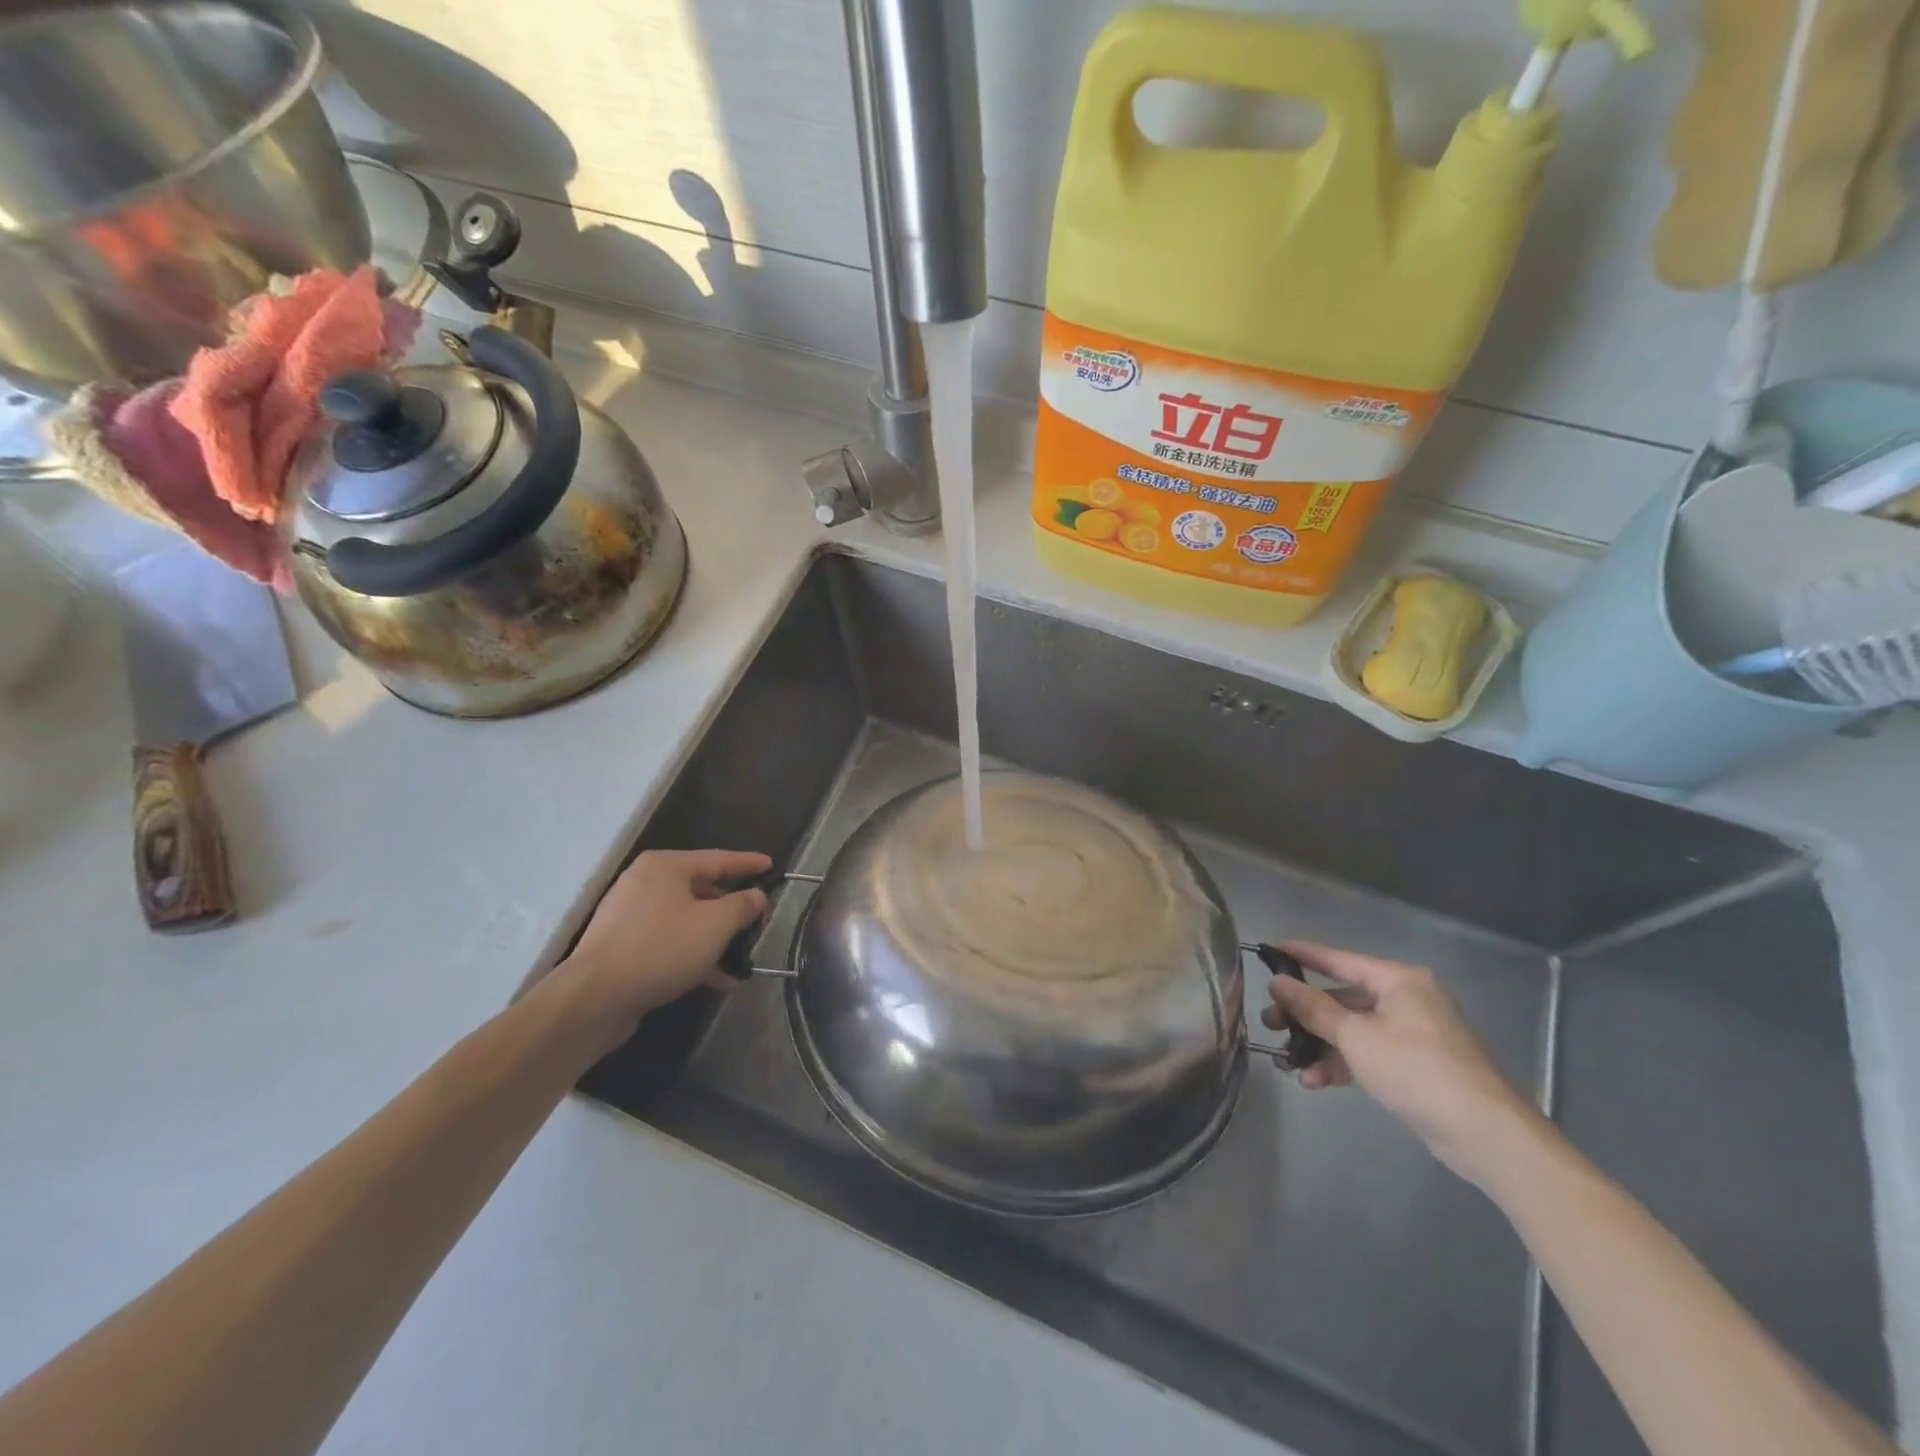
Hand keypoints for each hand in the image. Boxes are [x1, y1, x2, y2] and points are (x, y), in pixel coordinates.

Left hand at [555, 849, 770, 1044]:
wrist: (595, 998)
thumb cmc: (661, 948)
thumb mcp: (715, 925)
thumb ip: (743, 906)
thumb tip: (758, 896)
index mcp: (665, 866)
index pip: (718, 858)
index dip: (748, 863)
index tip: (771, 866)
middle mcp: (645, 883)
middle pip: (701, 889)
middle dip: (732, 908)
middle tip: (759, 920)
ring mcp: (631, 916)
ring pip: (686, 919)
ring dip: (716, 938)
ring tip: (742, 957)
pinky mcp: (623, 946)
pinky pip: (669, 942)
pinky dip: (694, 954)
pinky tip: (718, 978)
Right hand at [1264, 942, 1539, 1182]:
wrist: (1485, 1133)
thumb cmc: (1416, 1069)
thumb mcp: (1355, 1036)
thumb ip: (1313, 1007)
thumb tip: (1278, 982)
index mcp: (1398, 980)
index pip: (1340, 959)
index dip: (1304, 955)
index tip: (1271, 950)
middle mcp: (1407, 999)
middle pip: (1343, 998)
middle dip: (1304, 1014)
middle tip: (1270, 1022)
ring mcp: (1413, 1034)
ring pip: (1353, 1030)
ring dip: (1320, 1045)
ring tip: (1286, 1059)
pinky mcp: (1416, 1066)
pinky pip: (1368, 1053)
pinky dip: (1343, 1063)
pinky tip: (1315, 1081)